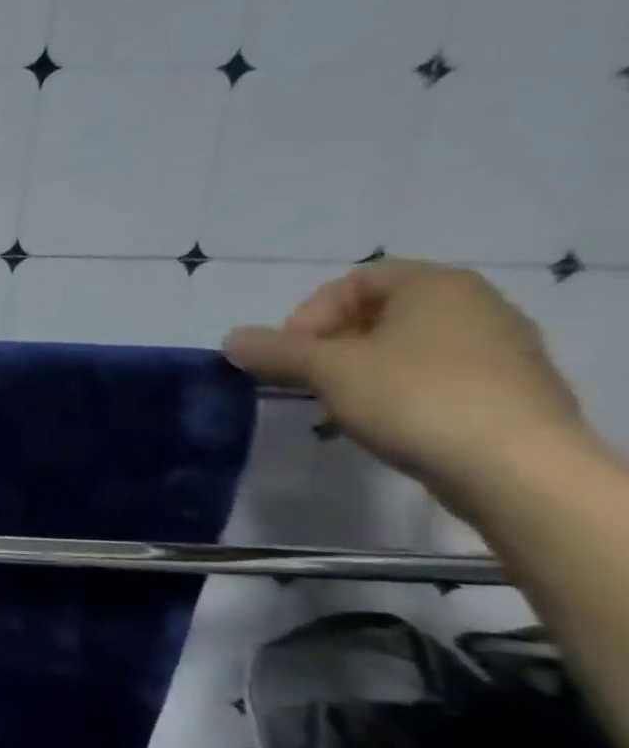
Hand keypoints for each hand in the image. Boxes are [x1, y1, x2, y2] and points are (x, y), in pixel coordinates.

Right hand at [222, 258, 584, 513]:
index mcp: (437, 286)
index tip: (290, 353)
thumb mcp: (327, 369)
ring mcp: (496, 351)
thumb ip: (274, 351)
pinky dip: (390, 396)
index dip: (310, 313)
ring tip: (330, 410)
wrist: (515, 467)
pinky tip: (371, 427)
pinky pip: (429, 381)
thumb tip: (232, 340)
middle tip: (301, 382)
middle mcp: (474, 307)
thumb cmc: (414, 397)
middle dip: (327, 348)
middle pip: (377, 316)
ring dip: (353, 376)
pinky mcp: (502, 394)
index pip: (356, 281)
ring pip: (400, 352)